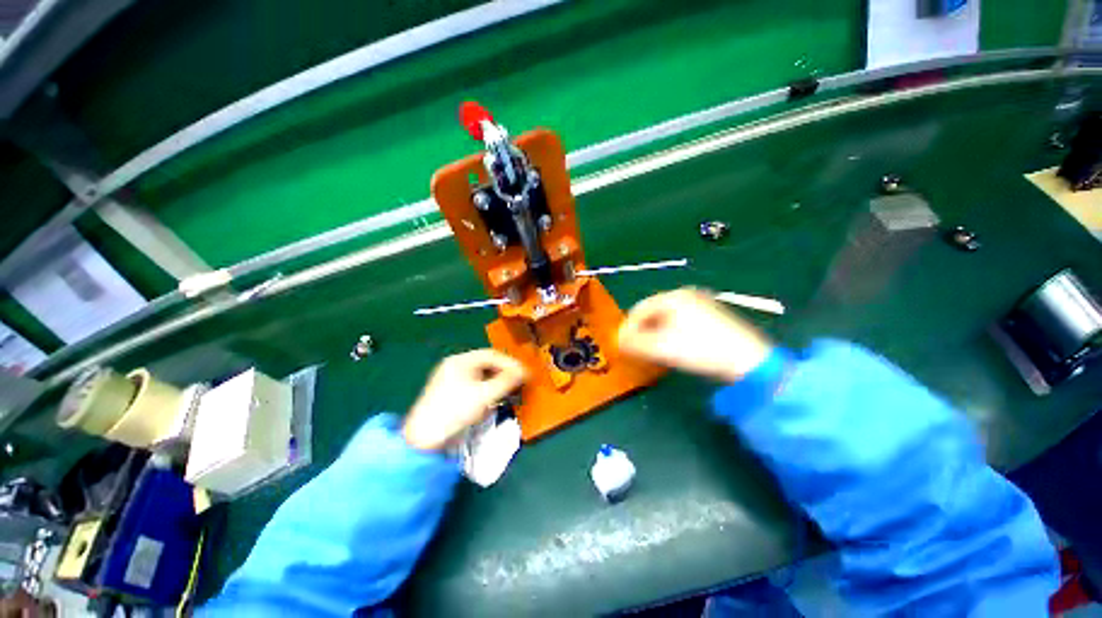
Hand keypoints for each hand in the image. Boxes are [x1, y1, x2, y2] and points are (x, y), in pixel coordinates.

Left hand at [403, 349, 526, 450]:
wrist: (424, 440)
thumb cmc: (455, 411)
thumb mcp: (485, 395)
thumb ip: (507, 381)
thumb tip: (525, 371)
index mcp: (461, 361)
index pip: (492, 355)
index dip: (510, 363)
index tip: (524, 374)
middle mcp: (455, 366)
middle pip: (486, 364)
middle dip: (504, 374)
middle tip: (518, 384)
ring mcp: (450, 379)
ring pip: (481, 376)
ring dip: (496, 383)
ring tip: (508, 394)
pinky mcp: (449, 394)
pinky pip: (473, 386)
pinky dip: (485, 392)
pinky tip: (491, 402)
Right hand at [618, 288, 773, 381]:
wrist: (749, 360)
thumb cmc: (700, 349)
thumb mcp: (662, 347)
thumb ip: (635, 343)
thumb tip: (618, 342)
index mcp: (672, 297)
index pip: (639, 309)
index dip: (627, 328)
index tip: (621, 345)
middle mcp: (686, 295)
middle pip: (653, 312)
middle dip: (641, 331)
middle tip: (636, 349)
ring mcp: (701, 304)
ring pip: (667, 318)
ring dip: (655, 334)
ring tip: (652, 350)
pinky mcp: (712, 316)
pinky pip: (681, 322)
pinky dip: (671, 333)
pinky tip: (673, 347)